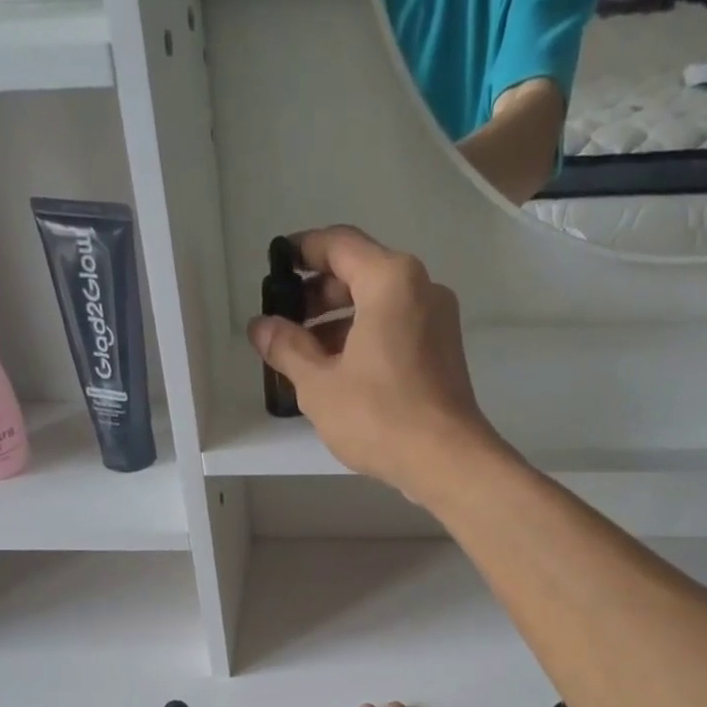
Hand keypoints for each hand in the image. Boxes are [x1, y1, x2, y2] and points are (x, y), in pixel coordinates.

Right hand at [247, 227, 503, 497]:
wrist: (446, 461)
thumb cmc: (378, 416)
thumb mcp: (319, 384)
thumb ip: (287, 348)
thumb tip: (260, 326)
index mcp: (390, 280)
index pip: (338, 245)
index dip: (302, 251)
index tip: (276, 268)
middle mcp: (421, 288)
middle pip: (361, 273)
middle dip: (319, 295)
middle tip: (285, 322)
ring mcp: (438, 322)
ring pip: (379, 306)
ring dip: (340, 323)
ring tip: (305, 356)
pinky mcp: (444, 354)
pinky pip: (397, 331)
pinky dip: (365, 340)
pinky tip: (340, 373)